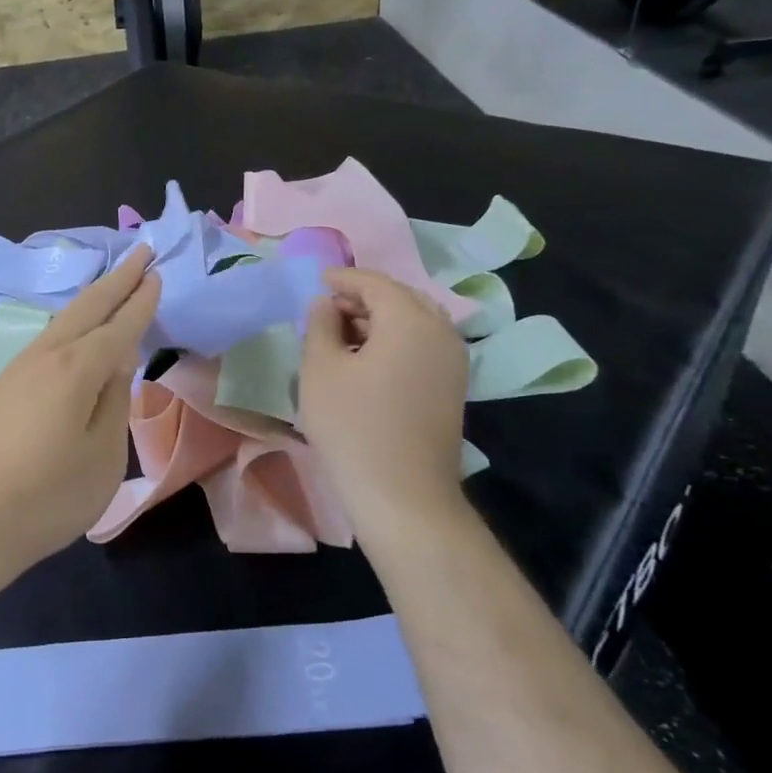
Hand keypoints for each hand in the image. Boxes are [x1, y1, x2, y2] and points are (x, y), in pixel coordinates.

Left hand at [0, 246, 159, 588]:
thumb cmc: (46, 498)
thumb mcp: (102, 456)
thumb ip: (115, 401)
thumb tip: (120, 360)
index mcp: (75, 369)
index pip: (118, 326)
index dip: (140, 301)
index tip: (157, 274)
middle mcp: (44, 357)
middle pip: (86, 308)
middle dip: (116, 279)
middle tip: (141, 252)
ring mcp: (17, 369)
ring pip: (61, 321)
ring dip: (91, 299)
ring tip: (113, 283)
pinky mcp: (1, 387)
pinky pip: (46, 340)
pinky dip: (69, 324)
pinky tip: (75, 332)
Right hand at [298, 267, 469, 540]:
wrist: (402, 494)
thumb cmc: (352, 425)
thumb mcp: (320, 369)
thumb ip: (320, 325)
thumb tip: (326, 304)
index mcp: (410, 320)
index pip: (375, 283)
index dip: (344, 278)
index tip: (317, 281)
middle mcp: (441, 332)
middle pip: (401, 298)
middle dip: (364, 297)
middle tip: (328, 308)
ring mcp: (454, 361)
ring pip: (415, 322)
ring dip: (380, 320)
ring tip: (343, 336)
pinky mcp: (453, 387)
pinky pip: (423, 345)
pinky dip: (395, 340)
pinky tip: (367, 360)